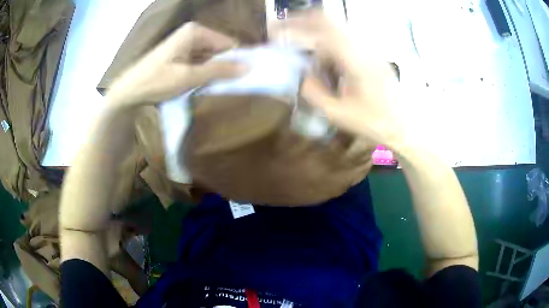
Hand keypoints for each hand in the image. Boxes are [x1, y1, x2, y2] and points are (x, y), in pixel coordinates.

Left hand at [106, 22, 244, 106]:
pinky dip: (202, 73)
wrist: (128, 92)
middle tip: (223, 86)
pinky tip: (199, 85)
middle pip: (219, 50)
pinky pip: (200, 62)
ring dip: (212, 72)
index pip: (229, 44)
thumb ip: (219, 70)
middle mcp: (193, 33)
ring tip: (210, 87)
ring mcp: (186, 43)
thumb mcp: (189, 76)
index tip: (241, 79)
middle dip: (223, 67)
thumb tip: (249, 67)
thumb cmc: (156, 81)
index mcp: (196, 31)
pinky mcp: (180, 54)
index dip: (235, 61)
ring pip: (210, 57)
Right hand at [270, 11, 403, 146]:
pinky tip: (327, 62)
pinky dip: (328, 43)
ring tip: (304, 51)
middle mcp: (363, 47)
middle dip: (302, 21)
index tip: (275, 32)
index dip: (295, 26)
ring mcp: (369, 47)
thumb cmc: (375, 122)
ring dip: (316, 34)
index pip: (321, 29)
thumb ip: (314, 93)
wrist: (405, 123)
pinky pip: (345, 38)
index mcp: (356, 60)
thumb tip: (301, 76)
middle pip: (329, 20)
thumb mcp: (339, 114)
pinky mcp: (371, 52)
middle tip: (283, 30)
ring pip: (336, 28)